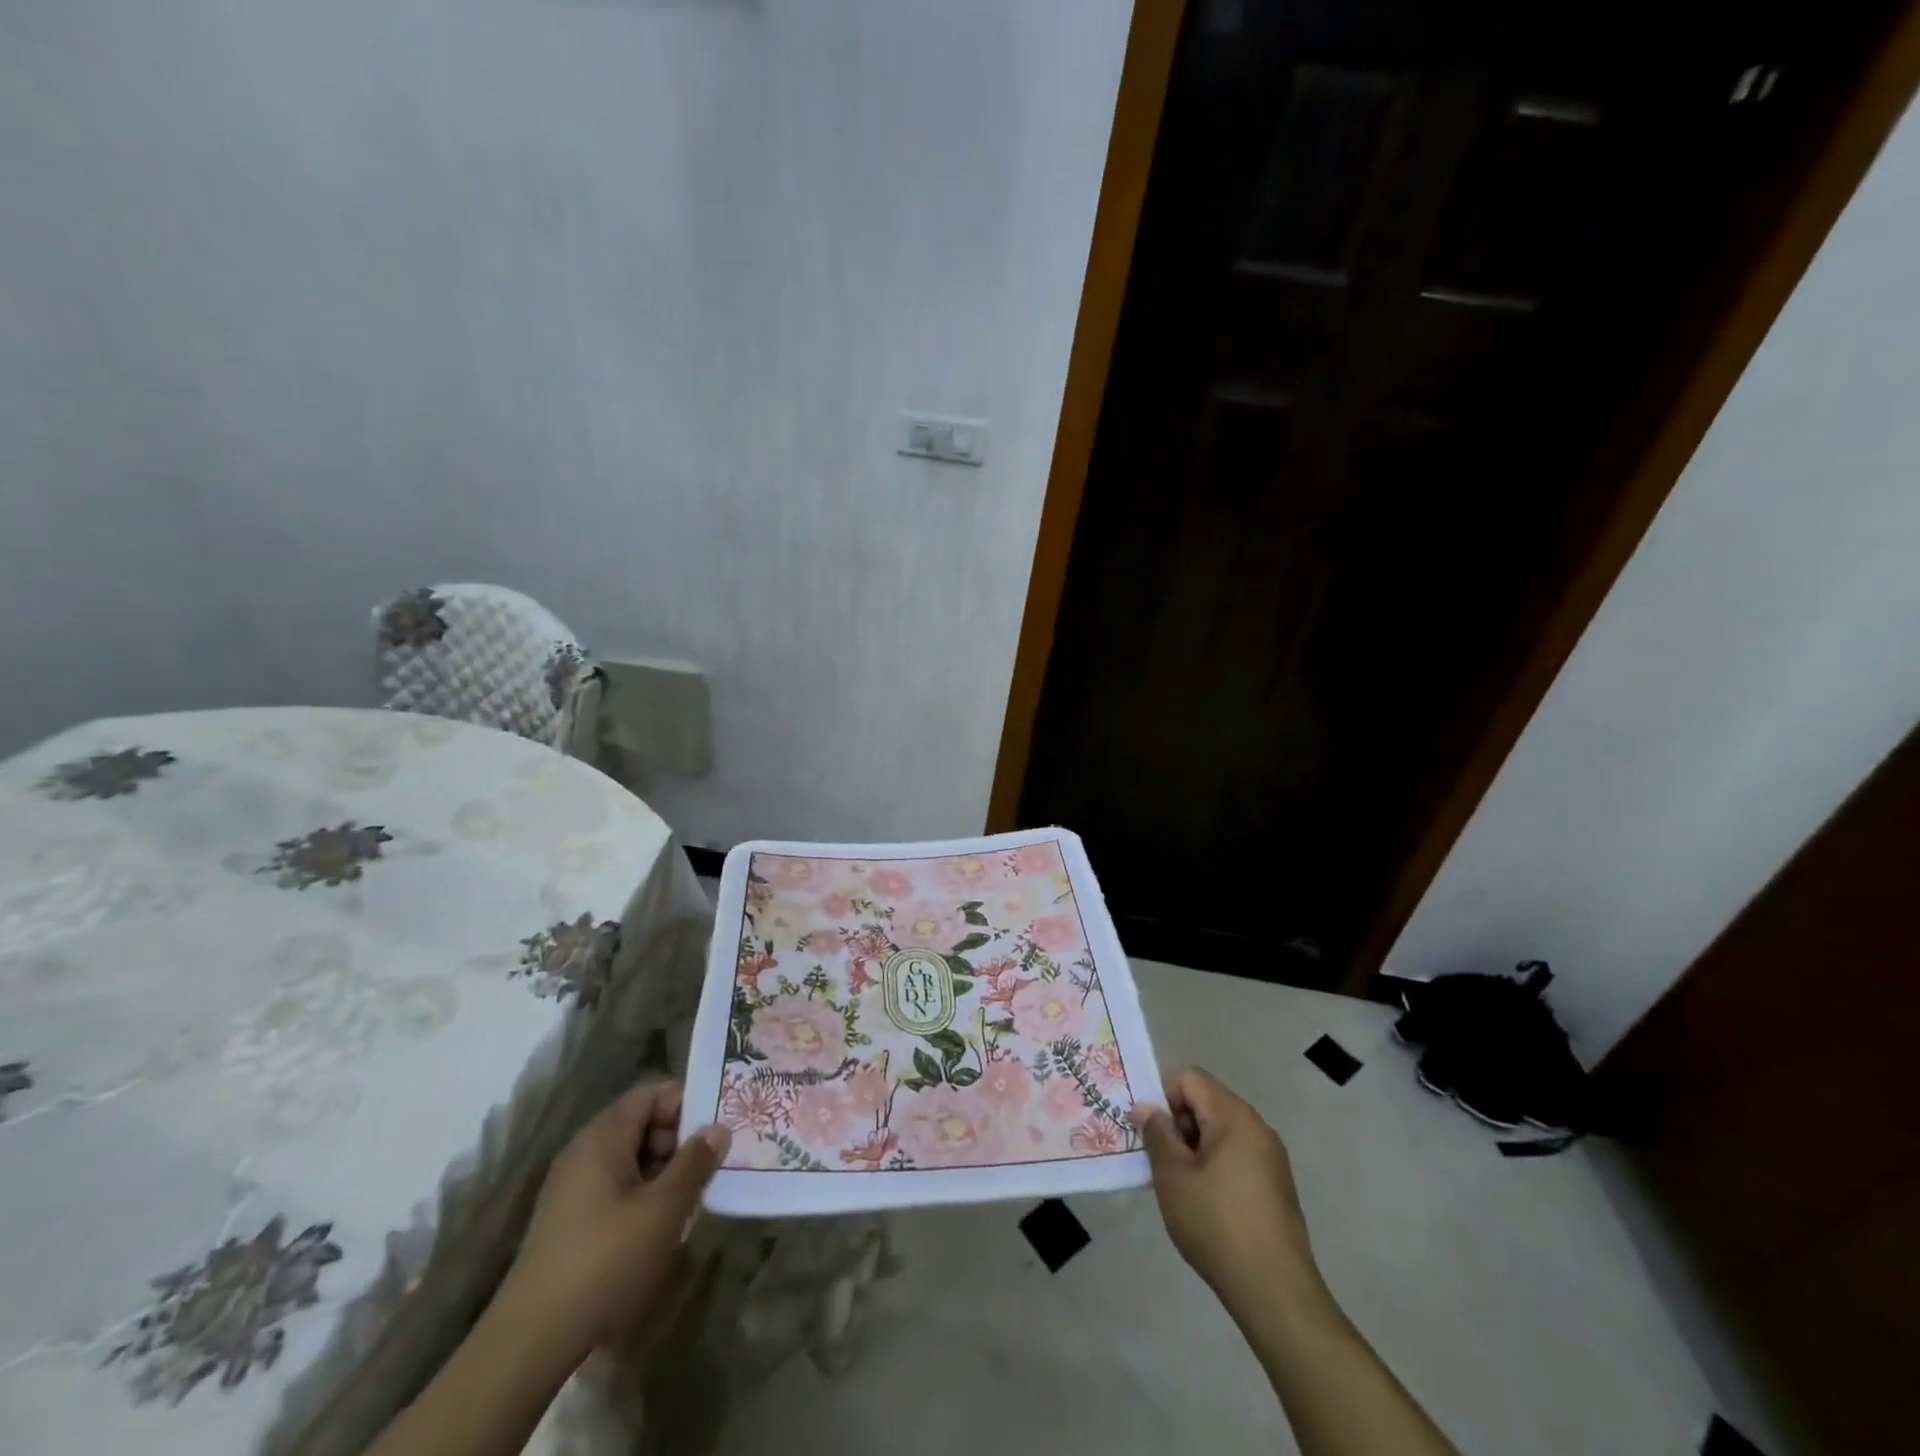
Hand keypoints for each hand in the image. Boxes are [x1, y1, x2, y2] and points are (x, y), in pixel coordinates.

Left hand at [496, 1080, 729, 1362]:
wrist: (531, 1342)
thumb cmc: (606, 1260)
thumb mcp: (665, 1209)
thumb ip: (695, 1162)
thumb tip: (718, 1128)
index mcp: (603, 1136)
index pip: (652, 1093)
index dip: (687, 1105)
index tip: (715, 1131)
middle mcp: (583, 1151)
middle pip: (641, 1124)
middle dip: (678, 1142)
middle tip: (708, 1169)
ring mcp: (571, 1187)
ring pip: (630, 1159)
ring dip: (662, 1173)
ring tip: (688, 1202)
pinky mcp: (567, 1220)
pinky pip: (614, 1187)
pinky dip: (641, 1196)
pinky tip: (657, 1229)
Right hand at [1134, 1068, 1325, 1320]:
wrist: (1276, 1293)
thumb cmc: (1217, 1225)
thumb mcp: (1173, 1176)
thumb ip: (1157, 1134)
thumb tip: (1147, 1108)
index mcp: (1234, 1116)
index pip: (1190, 1079)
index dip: (1163, 1098)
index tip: (1150, 1134)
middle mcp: (1257, 1128)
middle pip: (1206, 1103)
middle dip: (1178, 1125)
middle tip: (1160, 1163)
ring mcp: (1271, 1158)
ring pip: (1219, 1132)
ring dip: (1194, 1149)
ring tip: (1179, 1187)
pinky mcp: (1276, 1187)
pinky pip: (1236, 1157)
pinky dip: (1214, 1168)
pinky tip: (1205, 1205)